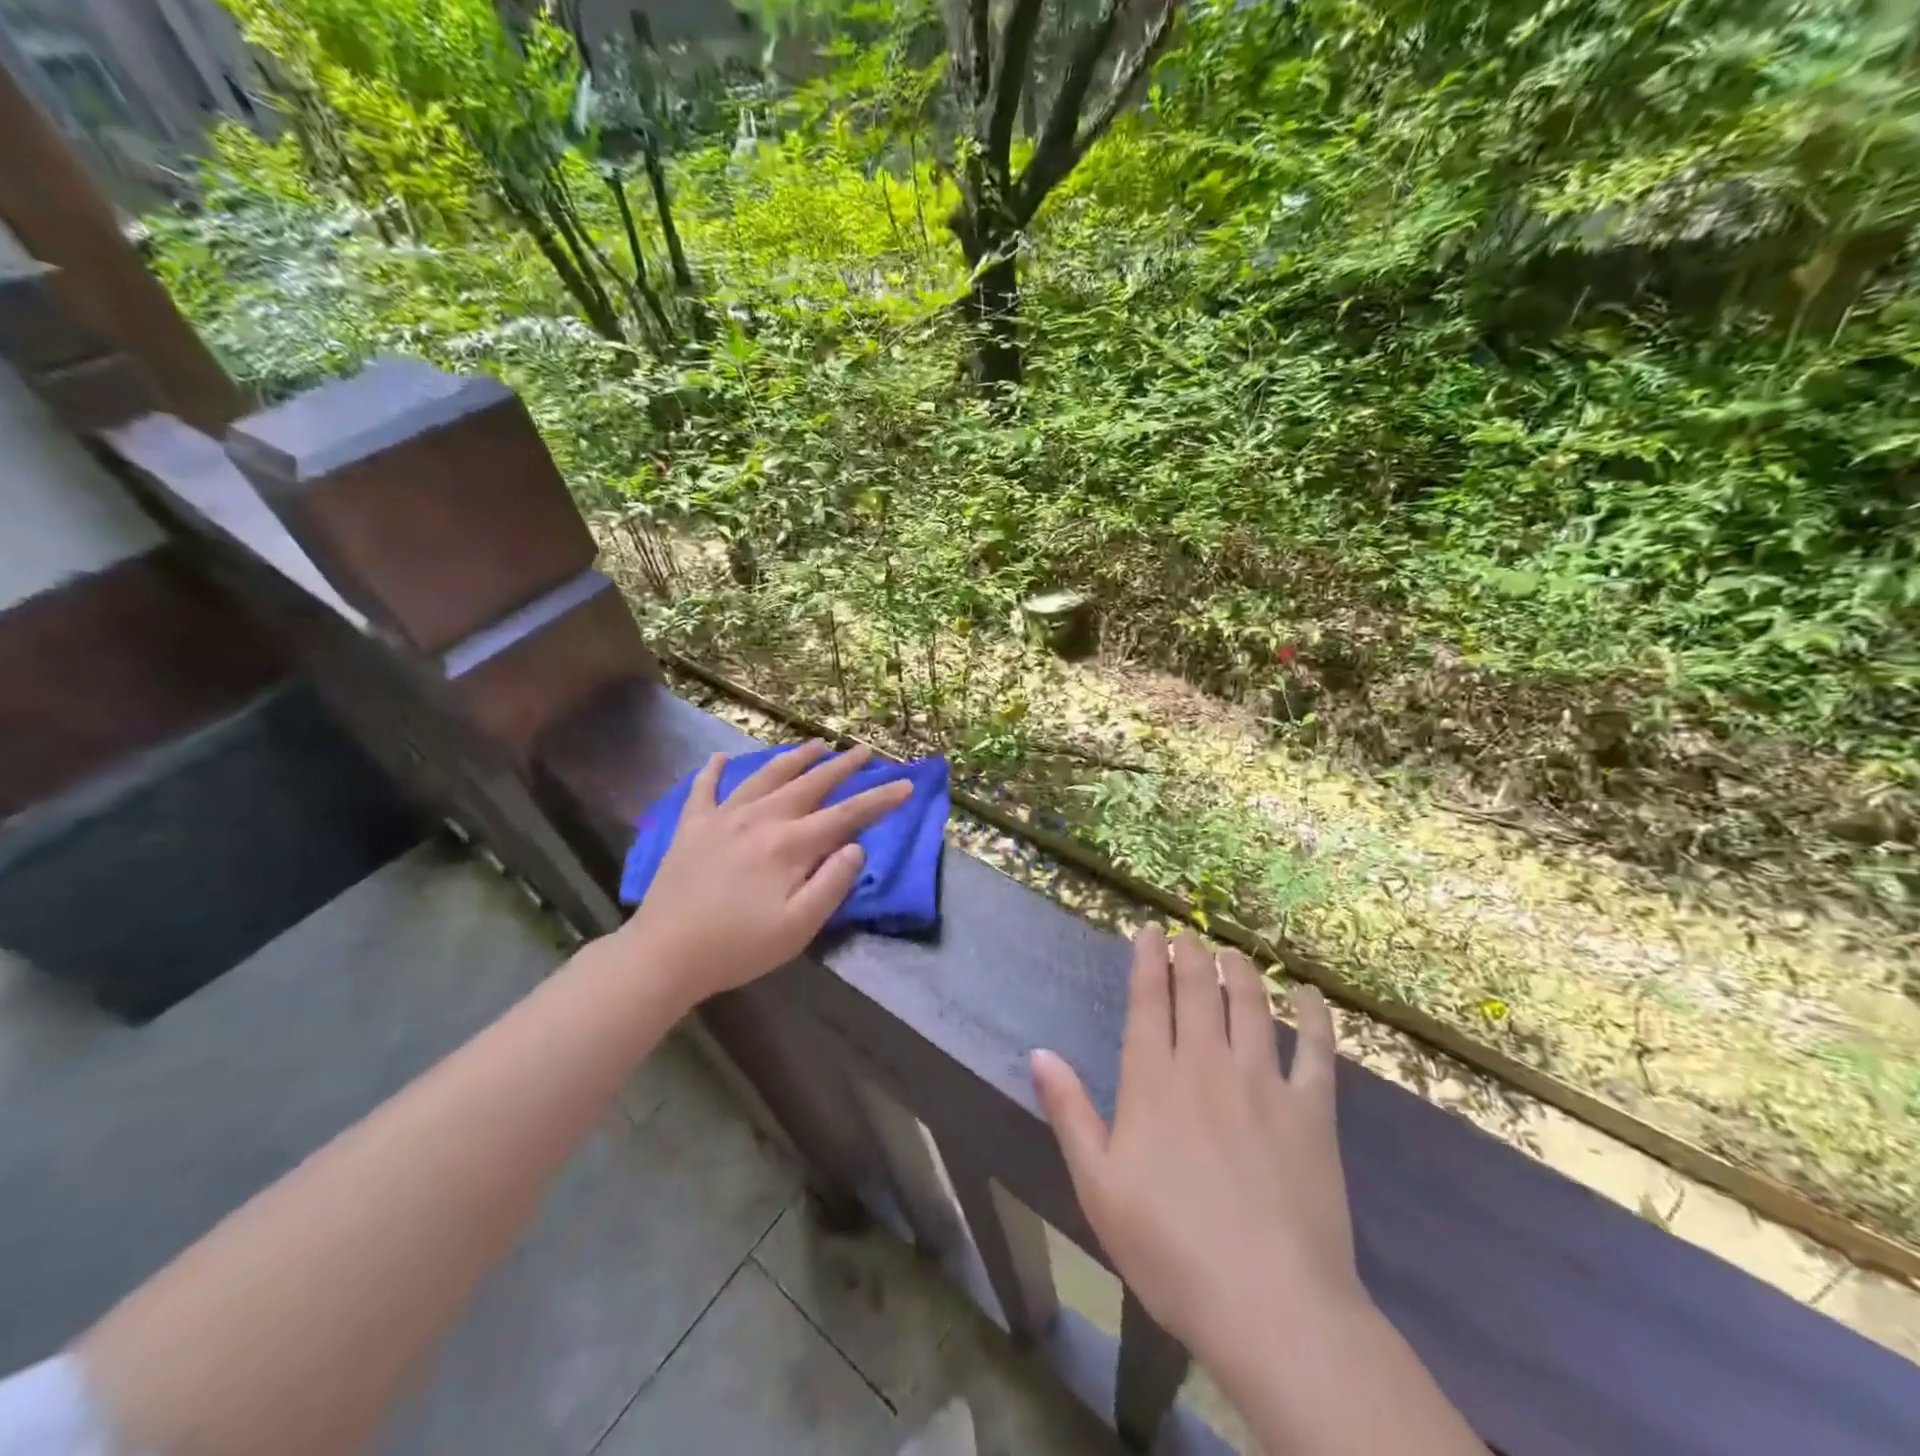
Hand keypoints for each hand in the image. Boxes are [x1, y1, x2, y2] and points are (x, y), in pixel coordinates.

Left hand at [618, 741, 911, 1006]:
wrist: (664, 955)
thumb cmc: (738, 947)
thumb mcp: (798, 928)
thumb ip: (832, 883)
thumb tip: (855, 847)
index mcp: (789, 845)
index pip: (845, 816)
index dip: (879, 800)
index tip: (905, 784)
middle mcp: (760, 820)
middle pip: (809, 785)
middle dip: (841, 767)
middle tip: (863, 751)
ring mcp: (722, 819)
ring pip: (765, 777)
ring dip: (793, 758)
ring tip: (815, 744)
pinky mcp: (691, 828)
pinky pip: (703, 790)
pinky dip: (713, 771)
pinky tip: (720, 757)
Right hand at [1030, 925, 1359, 1368]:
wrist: (1268, 1304)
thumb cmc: (1169, 1247)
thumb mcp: (1098, 1185)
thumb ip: (1069, 1112)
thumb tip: (1039, 1053)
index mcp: (1153, 1081)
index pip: (1148, 1000)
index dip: (1148, 960)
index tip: (1150, 931)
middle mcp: (1206, 1065)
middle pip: (1198, 991)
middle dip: (1191, 956)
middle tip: (1189, 935)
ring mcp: (1263, 1084)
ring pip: (1250, 1006)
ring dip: (1240, 972)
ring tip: (1233, 954)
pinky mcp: (1311, 1112)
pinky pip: (1315, 1051)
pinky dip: (1313, 1017)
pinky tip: (1308, 996)